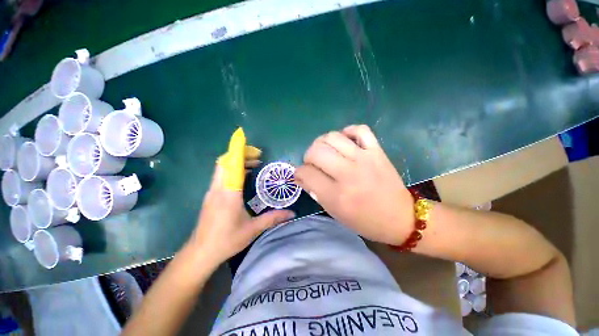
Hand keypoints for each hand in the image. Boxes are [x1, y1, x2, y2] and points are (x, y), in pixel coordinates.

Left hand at [188, 128, 294, 265]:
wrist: (200, 253)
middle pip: (225, 162)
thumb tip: (291, 213)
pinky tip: (244, 177)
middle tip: (258, 156)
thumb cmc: (226, 240)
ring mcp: (212, 191)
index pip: (232, 166)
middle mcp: (218, 189)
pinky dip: (232, 170)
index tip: (248, 143)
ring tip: (254, 164)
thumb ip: (273, 218)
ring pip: (221, 168)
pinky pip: (221, 176)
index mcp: (229, 194)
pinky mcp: (210, 196)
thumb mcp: (252, 229)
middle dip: (240, 154)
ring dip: (236, 162)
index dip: (239, 152)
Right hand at [295, 125, 413, 244]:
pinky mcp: (377, 151)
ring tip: (325, 151)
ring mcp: (364, 159)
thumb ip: (315, 192)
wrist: (400, 218)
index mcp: (336, 195)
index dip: (299, 173)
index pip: (306, 173)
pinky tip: (345, 141)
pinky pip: (360, 130)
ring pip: (333, 137)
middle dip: (308, 156)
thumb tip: (301, 176)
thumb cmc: (364, 221)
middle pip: (316, 151)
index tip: (301, 175)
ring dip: (322, 143)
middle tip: (312, 163)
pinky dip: (348, 131)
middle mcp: (348, 174)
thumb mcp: (335, 212)